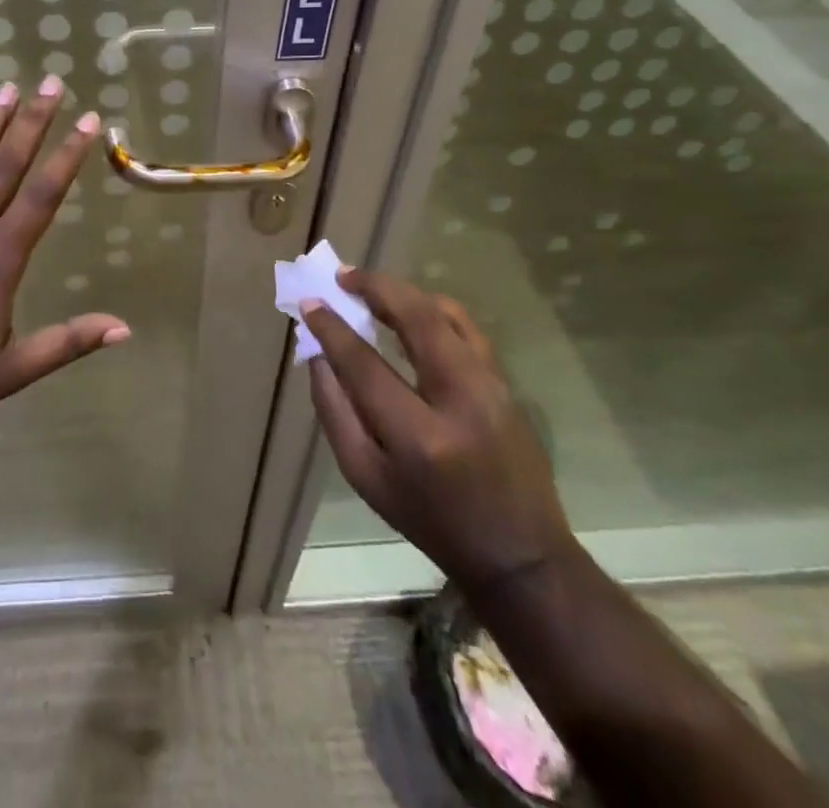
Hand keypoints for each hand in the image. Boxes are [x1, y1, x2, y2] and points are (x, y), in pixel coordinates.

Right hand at [304, 271, 572, 595]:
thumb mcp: (366, 478)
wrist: (519, 553)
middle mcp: (460, 400)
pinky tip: (411, 310)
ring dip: (405, 293)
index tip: (310, 303)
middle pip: (417, 319)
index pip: (364, 364)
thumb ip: (334, 412)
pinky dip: (434, 309)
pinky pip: (467, 328)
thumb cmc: (430, 520)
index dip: (332, 328)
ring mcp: (492, 388)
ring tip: (372, 287)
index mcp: (418, 437)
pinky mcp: (507, 384)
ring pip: (447, 314)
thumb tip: (318, 354)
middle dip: (375, 288)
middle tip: (343, 276)